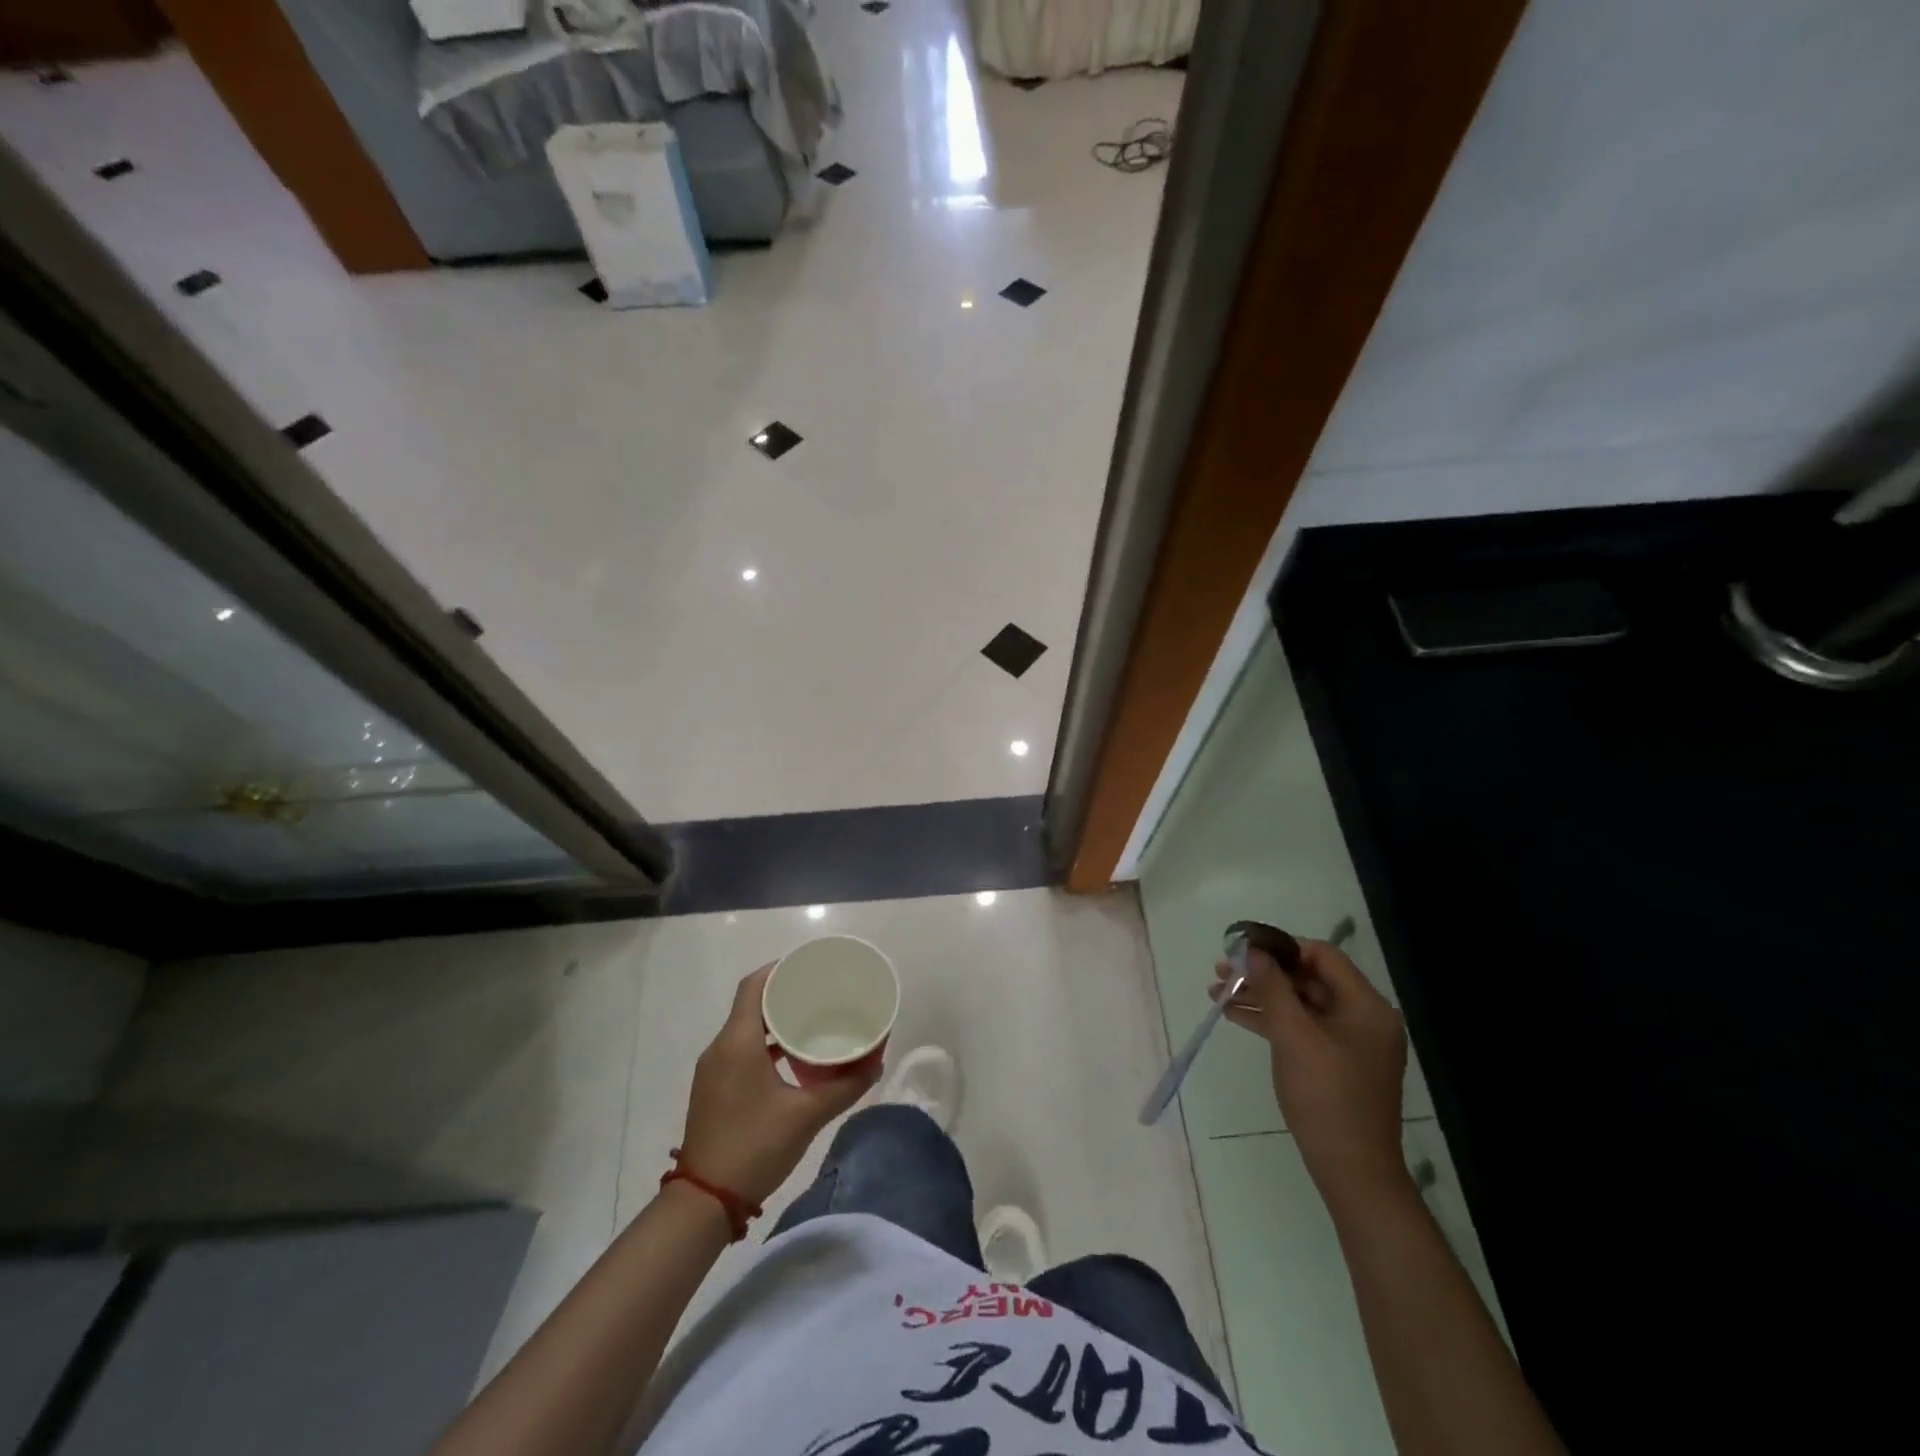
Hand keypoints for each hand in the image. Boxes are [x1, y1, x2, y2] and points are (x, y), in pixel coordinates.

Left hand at [679, 965, 880, 1205]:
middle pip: (751, 1003)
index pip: (755, 985)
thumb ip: (844, 1087)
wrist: (704, 1202)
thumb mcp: (807, 1115)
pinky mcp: (714, 1088)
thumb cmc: (754, 1147)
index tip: (811, 966)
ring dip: (775, 1020)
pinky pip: (741, 1049)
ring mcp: (713, 1070)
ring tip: (812, 1019)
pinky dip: (766, 1043)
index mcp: (738, 1042)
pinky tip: (793, 1057)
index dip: (781, 969)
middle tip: (821, 991)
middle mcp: (720, 1048)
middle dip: (784, 993)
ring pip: (746, 1028)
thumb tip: (875, 1064)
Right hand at [1212, 937, 1408, 1207]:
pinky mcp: (1337, 1064)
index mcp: (1366, 1006)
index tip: (1243, 951)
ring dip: (1262, 996)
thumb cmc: (1325, 1096)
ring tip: (1218, 993)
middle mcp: (1364, 1018)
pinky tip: (1235, 1016)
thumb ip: (1272, 988)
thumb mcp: (1293, 1035)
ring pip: (1301, 1004)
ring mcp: (1351, 1043)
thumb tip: (1253, 951)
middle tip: (1223, 972)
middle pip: (1309, 979)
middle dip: (1264, 974)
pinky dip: (1271, 1020)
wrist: (1352, 1171)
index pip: (1322, 956)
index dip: (1282, 948)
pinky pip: (1302, 1028)